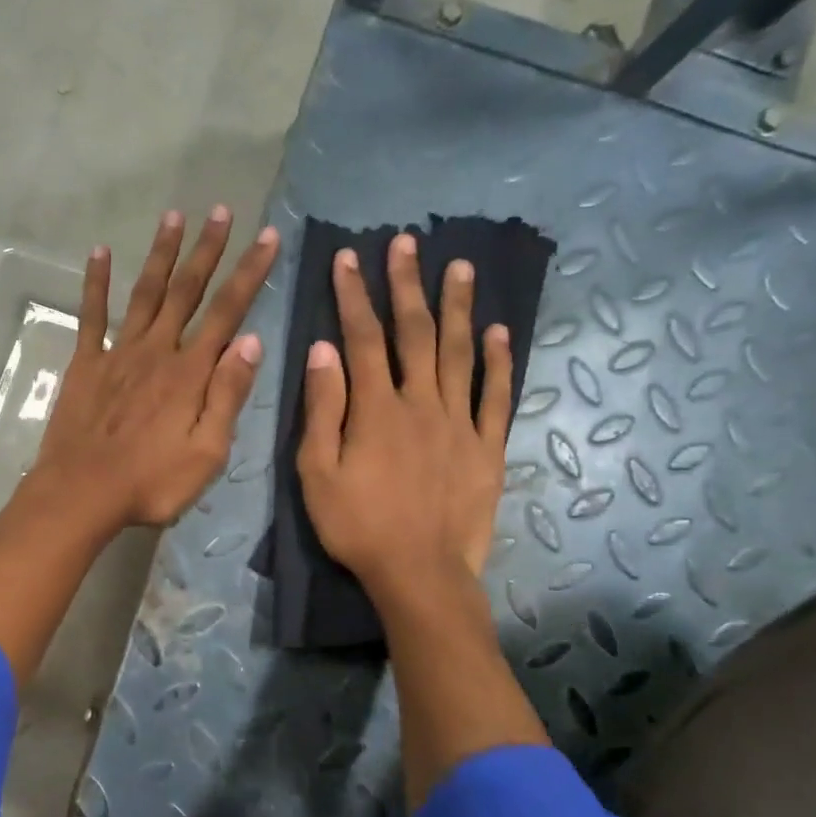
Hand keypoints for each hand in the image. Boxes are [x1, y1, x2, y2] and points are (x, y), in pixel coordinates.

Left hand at [30, 207, 279, 530]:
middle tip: (221, 211)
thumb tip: (251, 342)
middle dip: (207, 250)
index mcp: (190, 373)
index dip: (249, 273)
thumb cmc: (151, 483)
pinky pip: (92, 315)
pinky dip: (95, 283)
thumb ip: (227, 396)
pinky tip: (99, 252)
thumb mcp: (207, 453)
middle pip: (187, 291)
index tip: (267, 238)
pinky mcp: (86, 363)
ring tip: (174, 215)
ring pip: (145, 293)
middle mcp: (157, 351)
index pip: (227, 313)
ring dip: (161, 253)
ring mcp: (118, 353)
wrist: (82, 493)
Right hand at [296, 233, 512, 598]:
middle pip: (415, 333)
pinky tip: (499, 332)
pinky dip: (499, 362)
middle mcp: (421, 403)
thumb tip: (322, 350)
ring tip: (460, 267)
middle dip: (407, 285)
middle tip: (407, 242)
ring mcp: (460, 422)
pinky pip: (497, 396)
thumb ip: (322, 409)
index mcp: (376, 409)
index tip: (347, 258)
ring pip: (460, 353)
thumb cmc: (357, 526)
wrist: (419, 574)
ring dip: (458, 307)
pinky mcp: (487, 446)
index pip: (362, 338)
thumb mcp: (317, 472)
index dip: (353, 295)